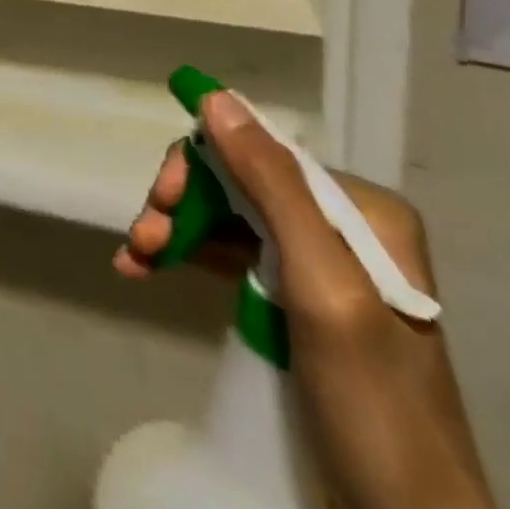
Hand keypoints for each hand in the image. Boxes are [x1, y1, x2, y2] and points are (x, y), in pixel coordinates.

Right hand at [116, 92, 498, 508]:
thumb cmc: (374, 410)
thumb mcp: (323, 291)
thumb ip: (272, 188)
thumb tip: (214, 98)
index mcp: (363, 212)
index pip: (260, 156)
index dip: (201, 167)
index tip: (161, 203)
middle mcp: (342, 228)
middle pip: (239, 185)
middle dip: (184, 203)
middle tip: (142, 238)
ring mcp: (321, 269)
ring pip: (229, 219)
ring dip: (176, 230)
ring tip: (134, 257)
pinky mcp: (299, 306)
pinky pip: (234, 258)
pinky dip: (189, 256)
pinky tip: (147, 267)